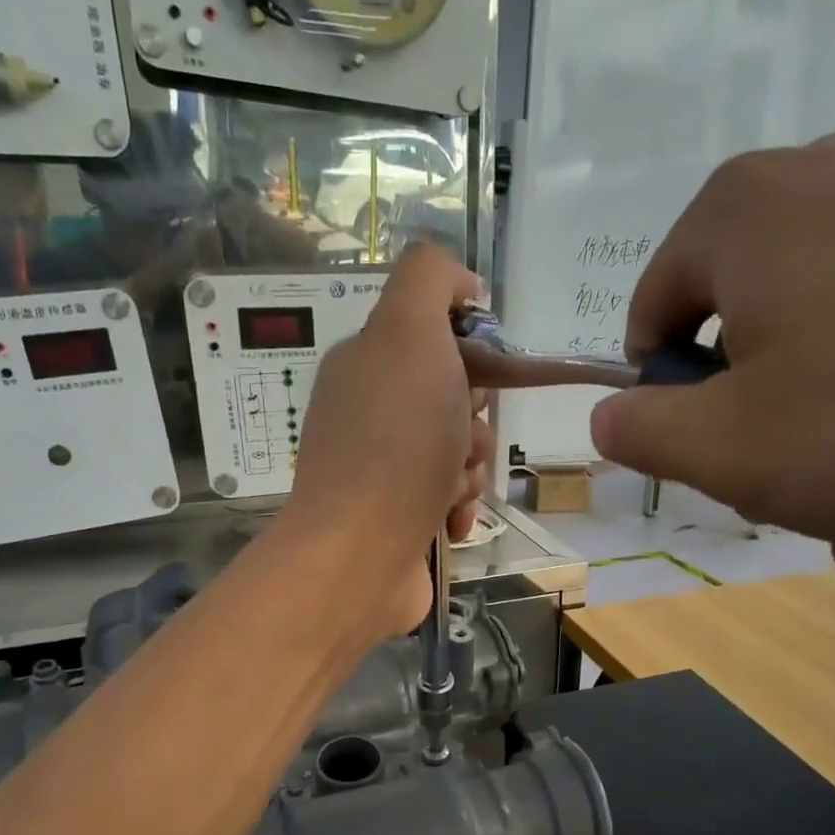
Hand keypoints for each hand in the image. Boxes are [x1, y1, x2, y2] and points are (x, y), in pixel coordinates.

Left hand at [286, 243, 493, 635]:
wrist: (360, 554)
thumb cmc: (395, 444)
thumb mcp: (409, 332)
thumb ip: (429, 280)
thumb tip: (460, 285)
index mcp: (365, 363)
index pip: (435, 340)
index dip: (469, 356)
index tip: (474, 380)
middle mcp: (367, 413)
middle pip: (452, 401)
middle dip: (472, 424)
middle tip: (460, 443)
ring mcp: (378, 471)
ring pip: (455, 454)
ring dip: (468, 471)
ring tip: (450, 491)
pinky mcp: (395, 519)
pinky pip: (446, 500)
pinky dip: (457, 509)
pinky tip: (447, 523)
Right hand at [590, 135, 834, 579]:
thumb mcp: (733, 449)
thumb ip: (643, 435)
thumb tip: (608, 416)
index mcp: (738, 219)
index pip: (653, 323)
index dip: (671, 410)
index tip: (722, 466)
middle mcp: (822, 185)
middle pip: (749, 342)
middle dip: (767, 442)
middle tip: (809, 511)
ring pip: (834, 350)